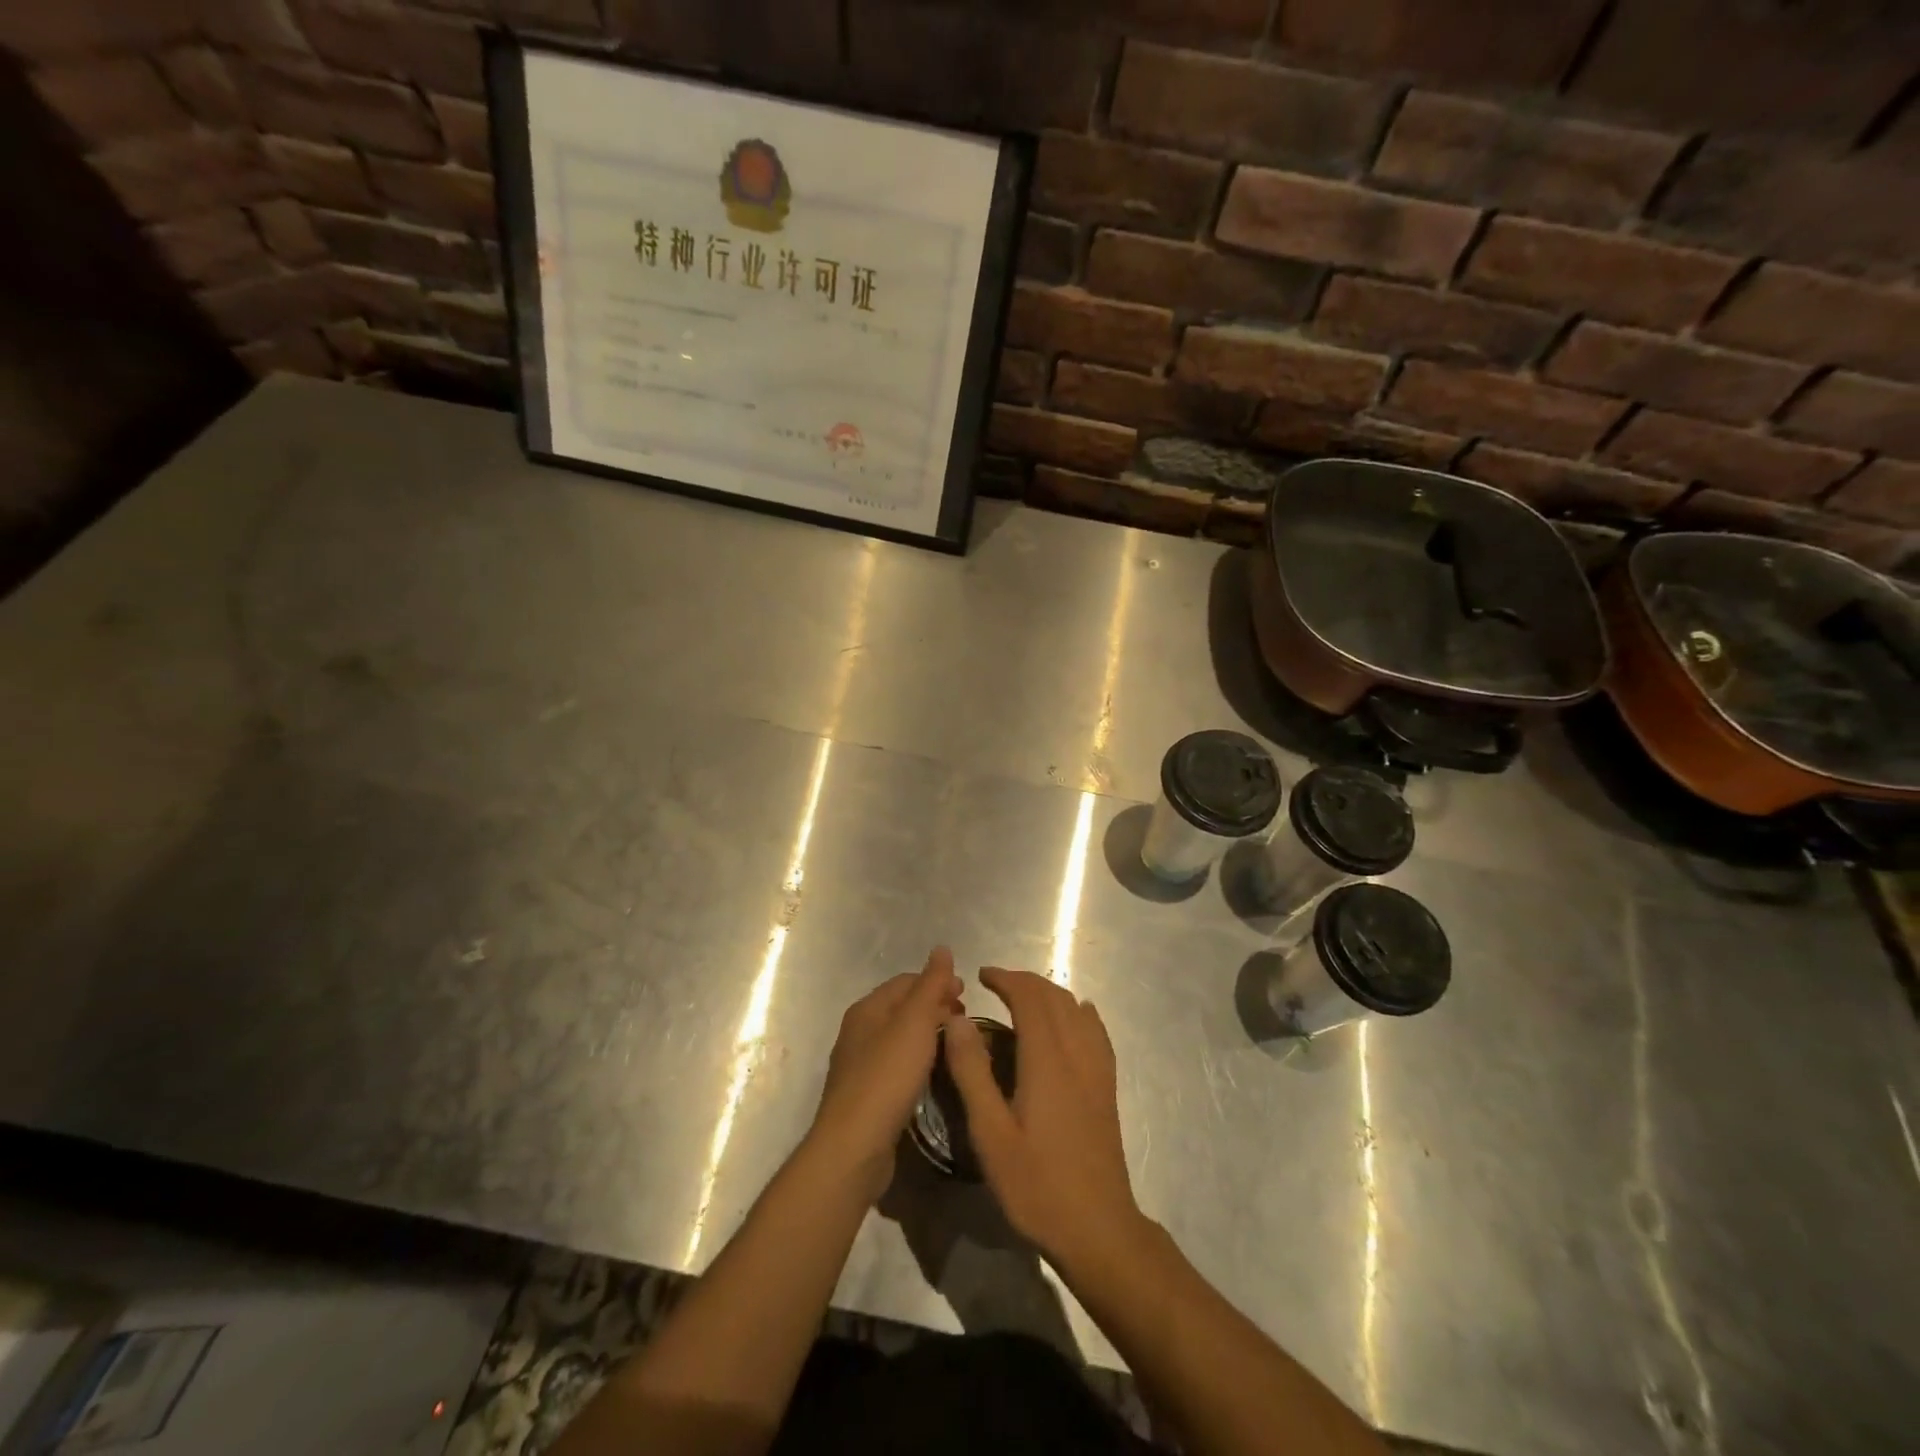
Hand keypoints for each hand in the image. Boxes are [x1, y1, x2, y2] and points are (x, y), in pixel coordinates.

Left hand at [809, 947, 962, 1202]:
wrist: (853, 1146)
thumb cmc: (887, 1076)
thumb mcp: (915, 1023)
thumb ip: (930, 985)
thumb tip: (942, 948)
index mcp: (868, 1008)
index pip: (907, 981)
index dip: (938, 982)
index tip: (967, 994)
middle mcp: (858, 1031)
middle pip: (902, 1008)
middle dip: (934, 1007)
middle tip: (965, 1020)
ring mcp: (858, 1064)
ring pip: (900, 1037)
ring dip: (928, 1035)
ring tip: (954, 1045)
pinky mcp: (865, 1095)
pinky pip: (896, 1065)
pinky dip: (917, 1060)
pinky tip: (932, 1075)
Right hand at [942, 967, 1144, 1269]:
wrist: (1098, 1229)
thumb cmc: (1037, 1185)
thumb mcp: (990, 1134)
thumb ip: (972, 1072)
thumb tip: (958, 1020)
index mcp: (1047, 1059)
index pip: (1029, 997)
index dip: (1006, 978)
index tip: (981, 975)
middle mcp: (1076, 1054)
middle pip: (1055, 997)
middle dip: (1025, 982)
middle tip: (995, 984)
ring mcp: (1097, 1070)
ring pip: (1077, 1010)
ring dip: (1050, 994)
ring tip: (1024, 999)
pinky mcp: (1107, 1088)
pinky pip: (1096, 1032)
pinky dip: (1079, 1012)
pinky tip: (1075, 1018)